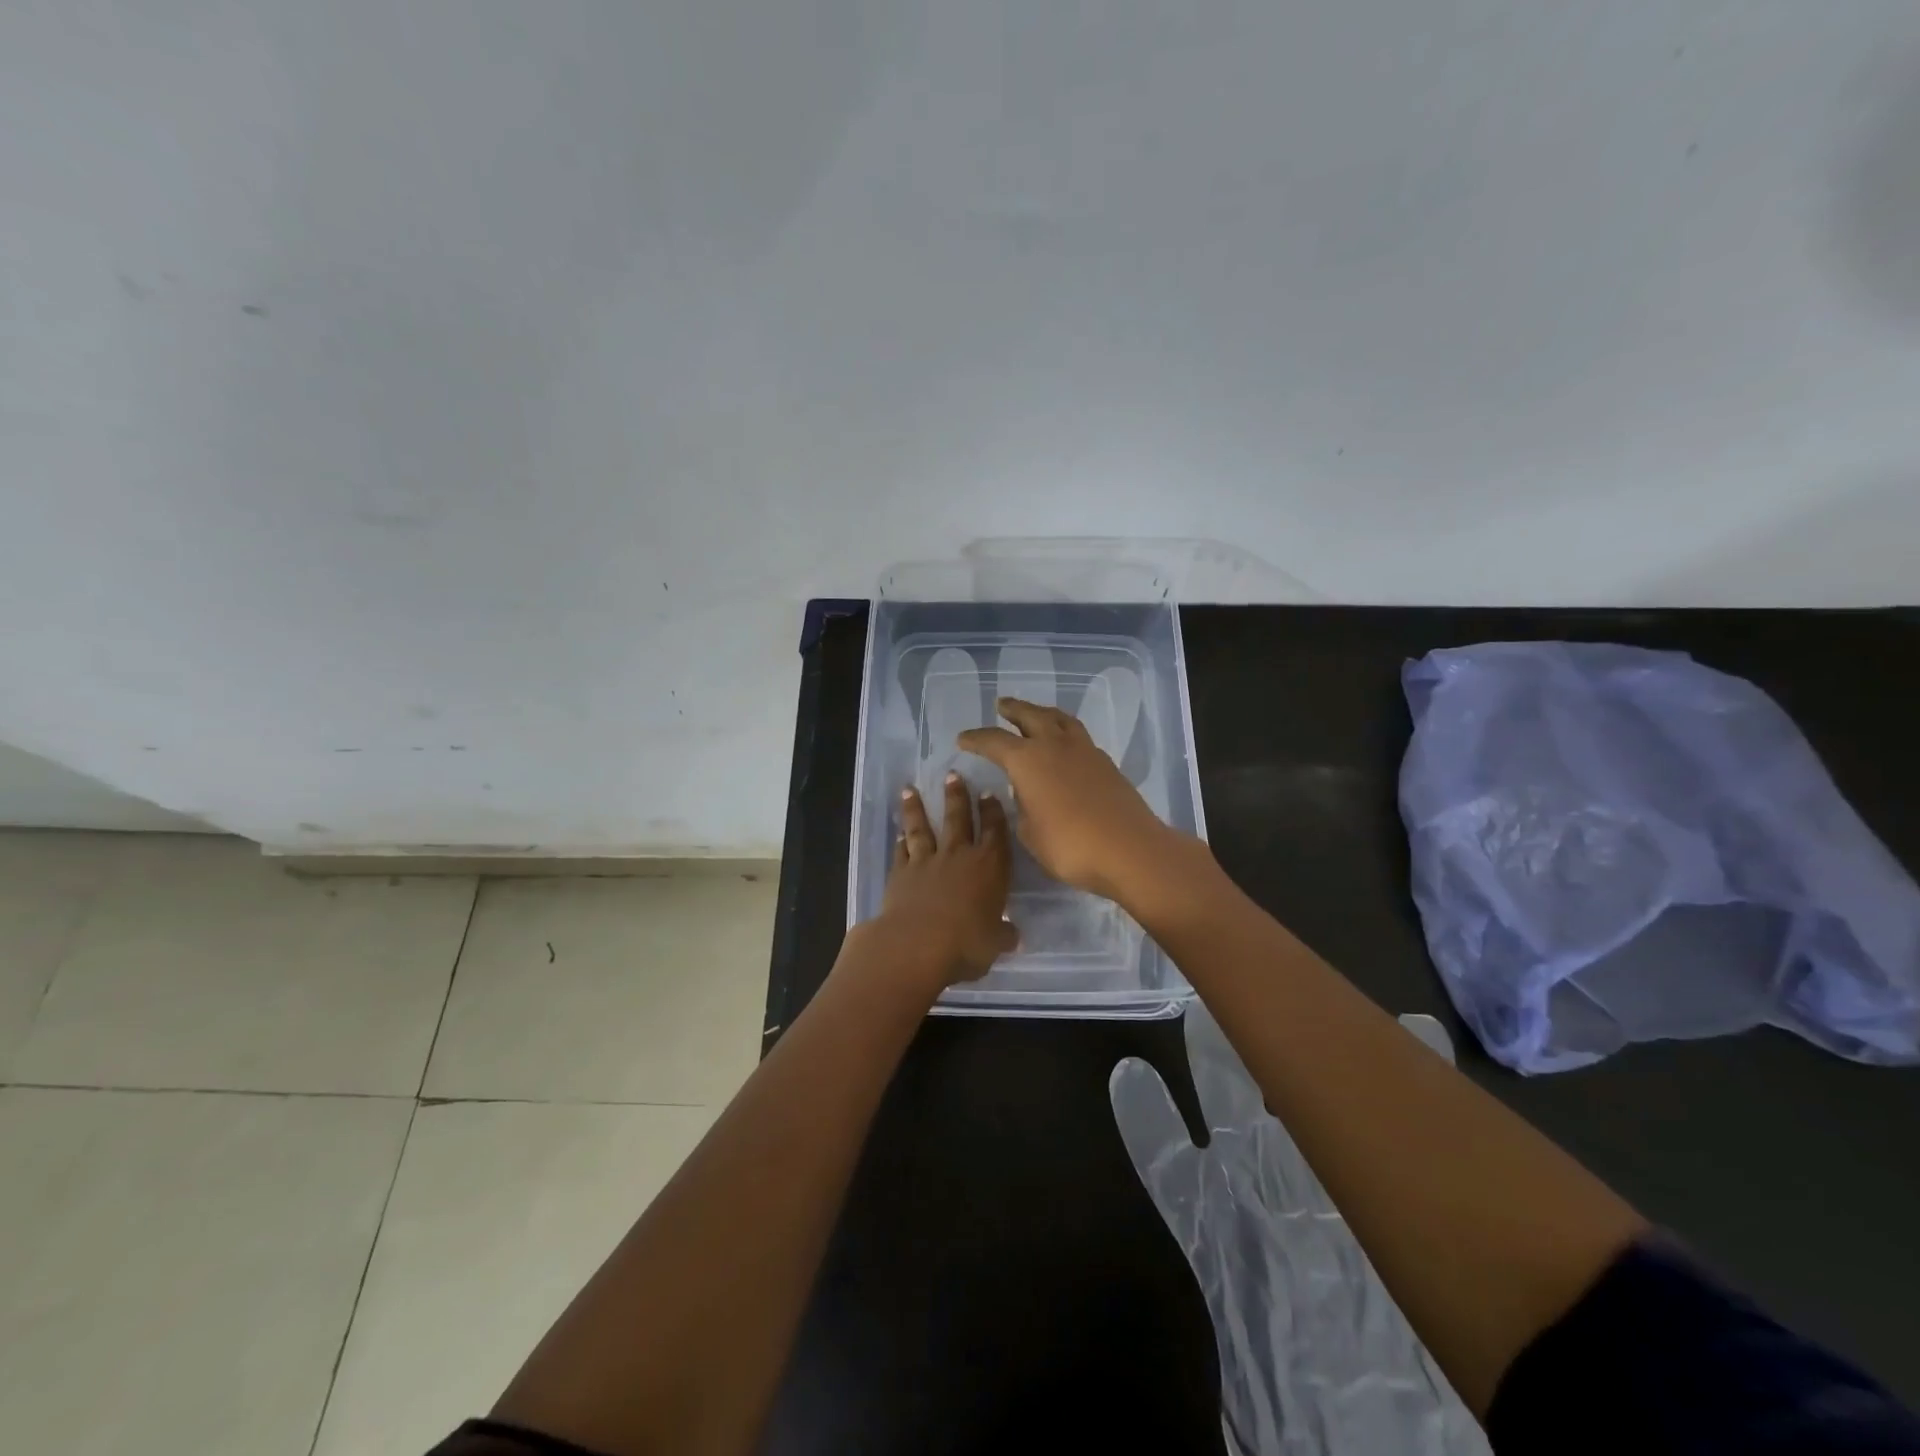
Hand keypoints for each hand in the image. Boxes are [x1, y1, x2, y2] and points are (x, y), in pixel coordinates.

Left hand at [873, 772, 1017, 988]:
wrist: (916, 945)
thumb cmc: (966, 944)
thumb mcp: (994, 944)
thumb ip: (1003, 935)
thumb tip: (1014, 936)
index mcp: (989, 866)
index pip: (995, 831)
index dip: (993, 812)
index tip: (988, 794)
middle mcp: (958, 856)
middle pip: (958, 818)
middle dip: (957, 796)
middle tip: (952, 774)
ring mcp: (926, 861)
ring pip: (922, 827)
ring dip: (916, 808)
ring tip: (909, 789)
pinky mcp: (900, 873)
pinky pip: (902, 851)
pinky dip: (900, 841)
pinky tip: (899, 833)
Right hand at [958, 698, 1187, 903]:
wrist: (1129, 850)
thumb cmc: (1070, 845)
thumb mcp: (1030, 833)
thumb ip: (1022, 808)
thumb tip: (1025, 792)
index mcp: (1028, 760)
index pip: (994, 742)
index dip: (976, 739)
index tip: (962, 739)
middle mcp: (1054, 745)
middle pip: (1030, 716)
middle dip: (1013, 710)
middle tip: (1001, 705)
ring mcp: (1084, 750)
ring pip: (1059, 719)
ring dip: (1042, 713)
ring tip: (1034, 714)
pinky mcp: (1105, 763)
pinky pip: (1078, 735)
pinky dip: (1064, 732)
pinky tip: (1062, 744)